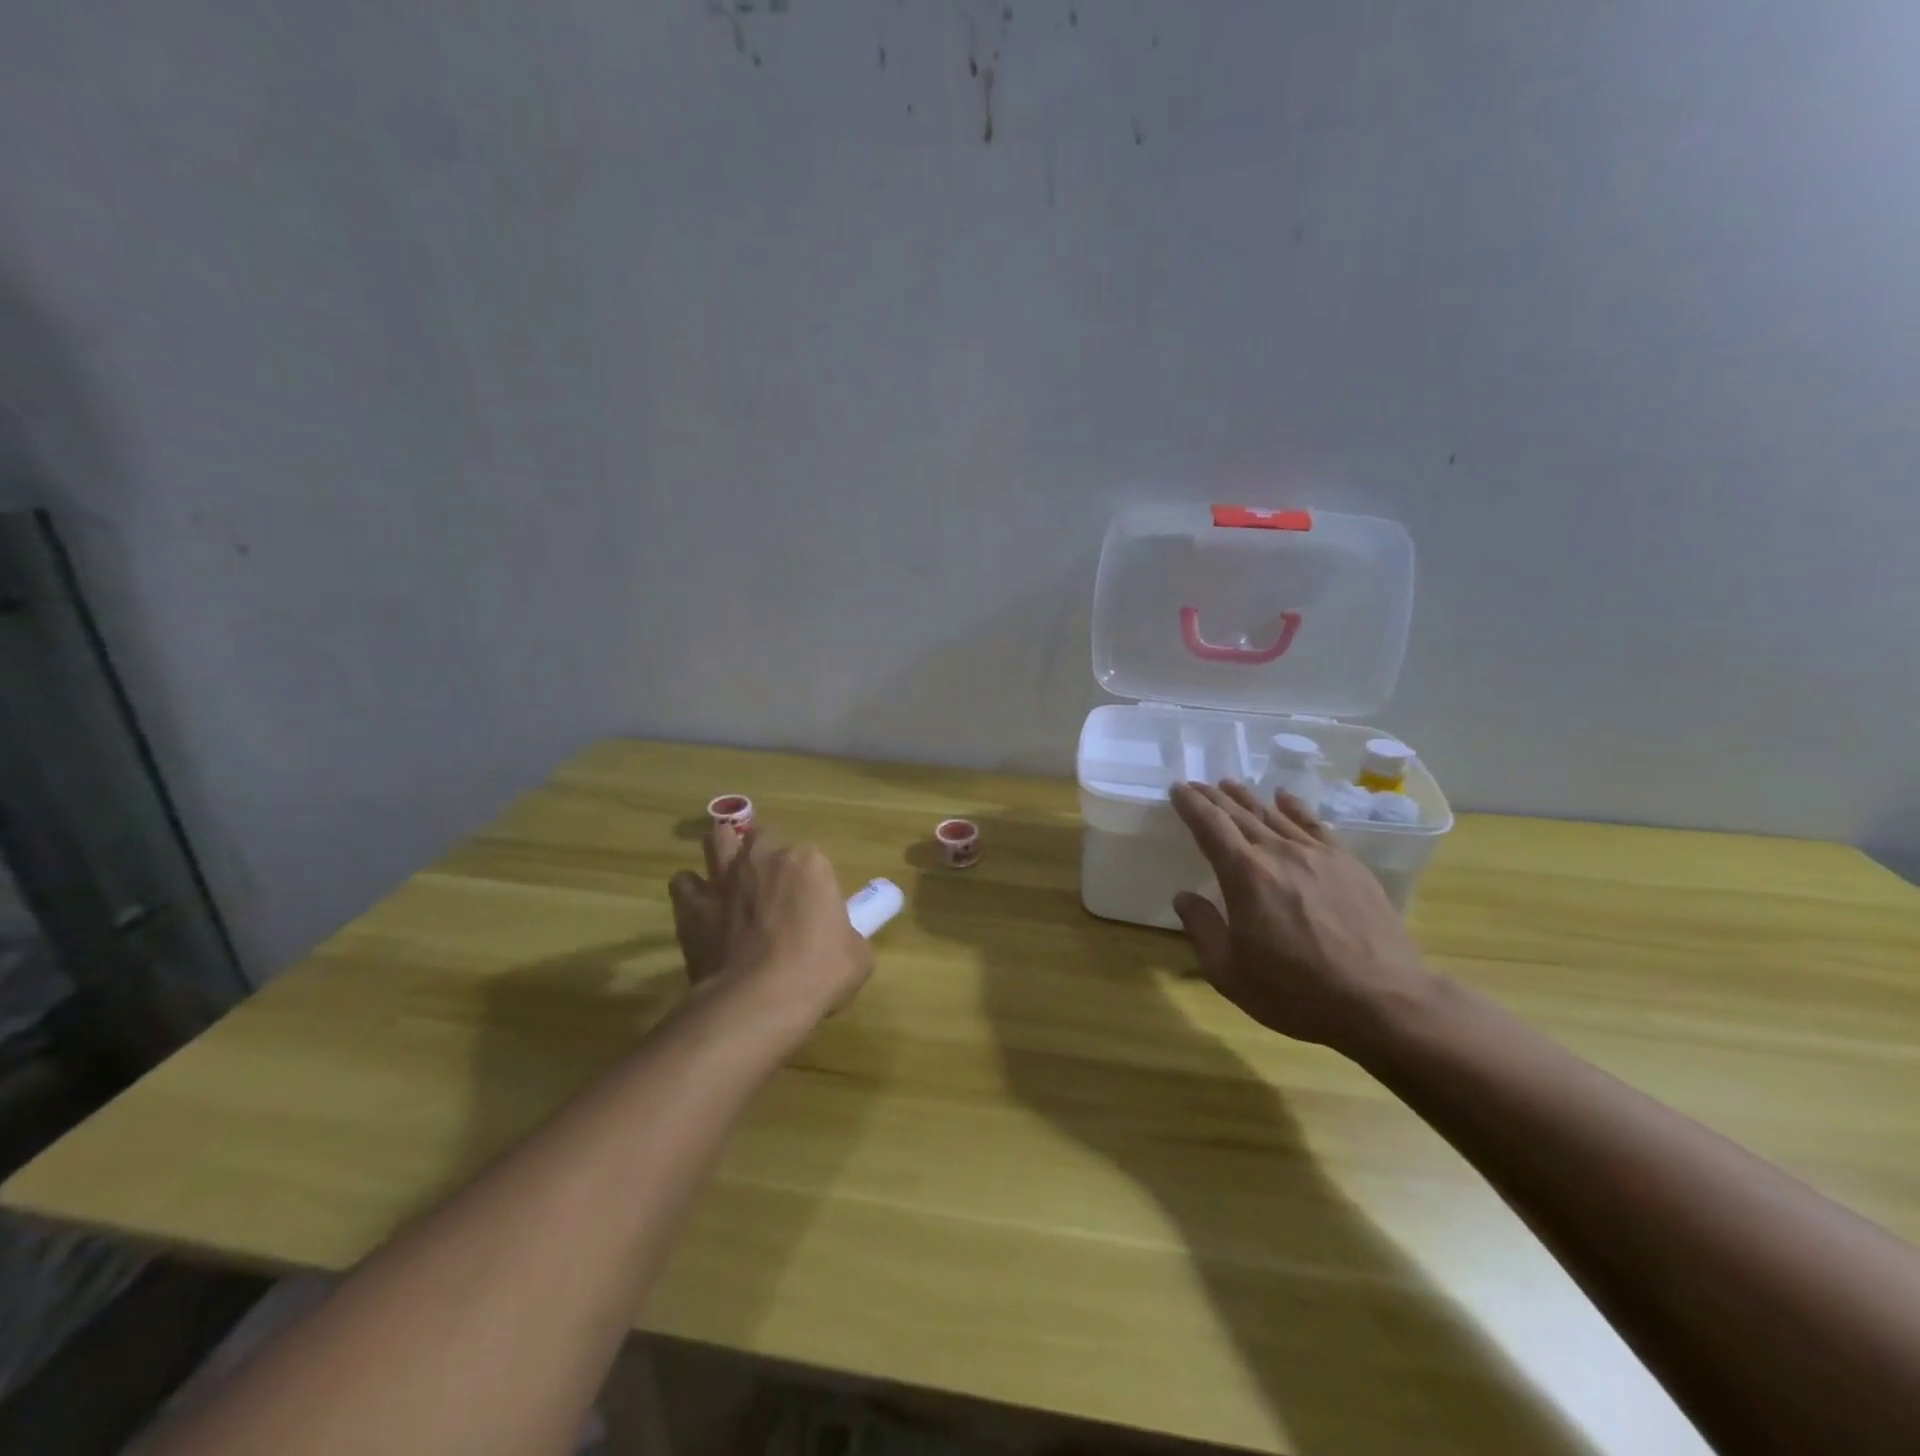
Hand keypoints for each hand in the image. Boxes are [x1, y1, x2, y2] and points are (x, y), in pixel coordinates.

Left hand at [668, 828, 873, 1022]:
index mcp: (809, 862)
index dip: (811, 882)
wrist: (761, 1000)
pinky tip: (700, 907)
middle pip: (762, 837)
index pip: (811, 858)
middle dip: (765, 856)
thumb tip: (839, 941)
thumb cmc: (819, 972)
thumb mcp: (857, 954)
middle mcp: (764, 858)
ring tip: (729, 874)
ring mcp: (725, 878)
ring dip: (723, 850)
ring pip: (718, 841)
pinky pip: (684, 883)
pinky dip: (691, 891)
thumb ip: (846, 935)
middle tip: (771, 888)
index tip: (813, 909)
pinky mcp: (693, 905)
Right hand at [1169, 781, 1440, 1054]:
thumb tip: (1184, 897)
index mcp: (1245, 875)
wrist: (1383, 1001)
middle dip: (1214, 797)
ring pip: (1274, 814)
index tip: (1177, 789)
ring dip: (1248, 798)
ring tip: (1230, 785)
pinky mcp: (1348, 864)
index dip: (1191, 804)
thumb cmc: (1296, 992)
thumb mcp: (1230, 973)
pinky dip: (1294, 806)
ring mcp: (1318, 854)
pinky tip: (1284, 797)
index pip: (1210, 826)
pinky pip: (1315, 824)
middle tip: (1196, 784)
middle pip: (1240, 813)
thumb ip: (1202, 929)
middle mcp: (1279, 852)